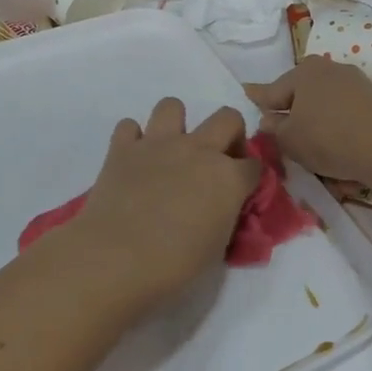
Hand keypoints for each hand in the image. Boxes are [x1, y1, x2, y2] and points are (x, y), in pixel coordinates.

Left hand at [56, 98, 259, 309]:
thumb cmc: (174, 265)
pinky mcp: (122, 148)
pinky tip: (133, 161)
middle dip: (229, 134)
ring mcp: (159, 144)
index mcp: (229, 178)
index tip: (241, 190)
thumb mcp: (217, 247)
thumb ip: (224, 217)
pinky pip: (129, 126)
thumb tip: (220, 208)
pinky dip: (132, 139)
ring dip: (176, 124)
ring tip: (170, 151)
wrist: (116, 259)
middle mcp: (198, 150)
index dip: (250, 177)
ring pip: (173, 105)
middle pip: (228, 118)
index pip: (255, 165)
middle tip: (216, 160)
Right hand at [246, 56, 371, 184]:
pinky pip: (342, 109)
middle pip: (299, 91)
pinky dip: (334, 121)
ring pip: (322, 99)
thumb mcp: (289, 140)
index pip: (272, 90)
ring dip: (313, 115)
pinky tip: (333, 138)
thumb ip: (274, 128)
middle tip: (278, 126)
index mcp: (303, 72)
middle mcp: (328, 68)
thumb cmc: (328, 138)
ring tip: (308, 137)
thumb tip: (270, 119)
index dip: (258, 98)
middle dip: (289, 106)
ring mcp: (353, 81)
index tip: (246, 92)